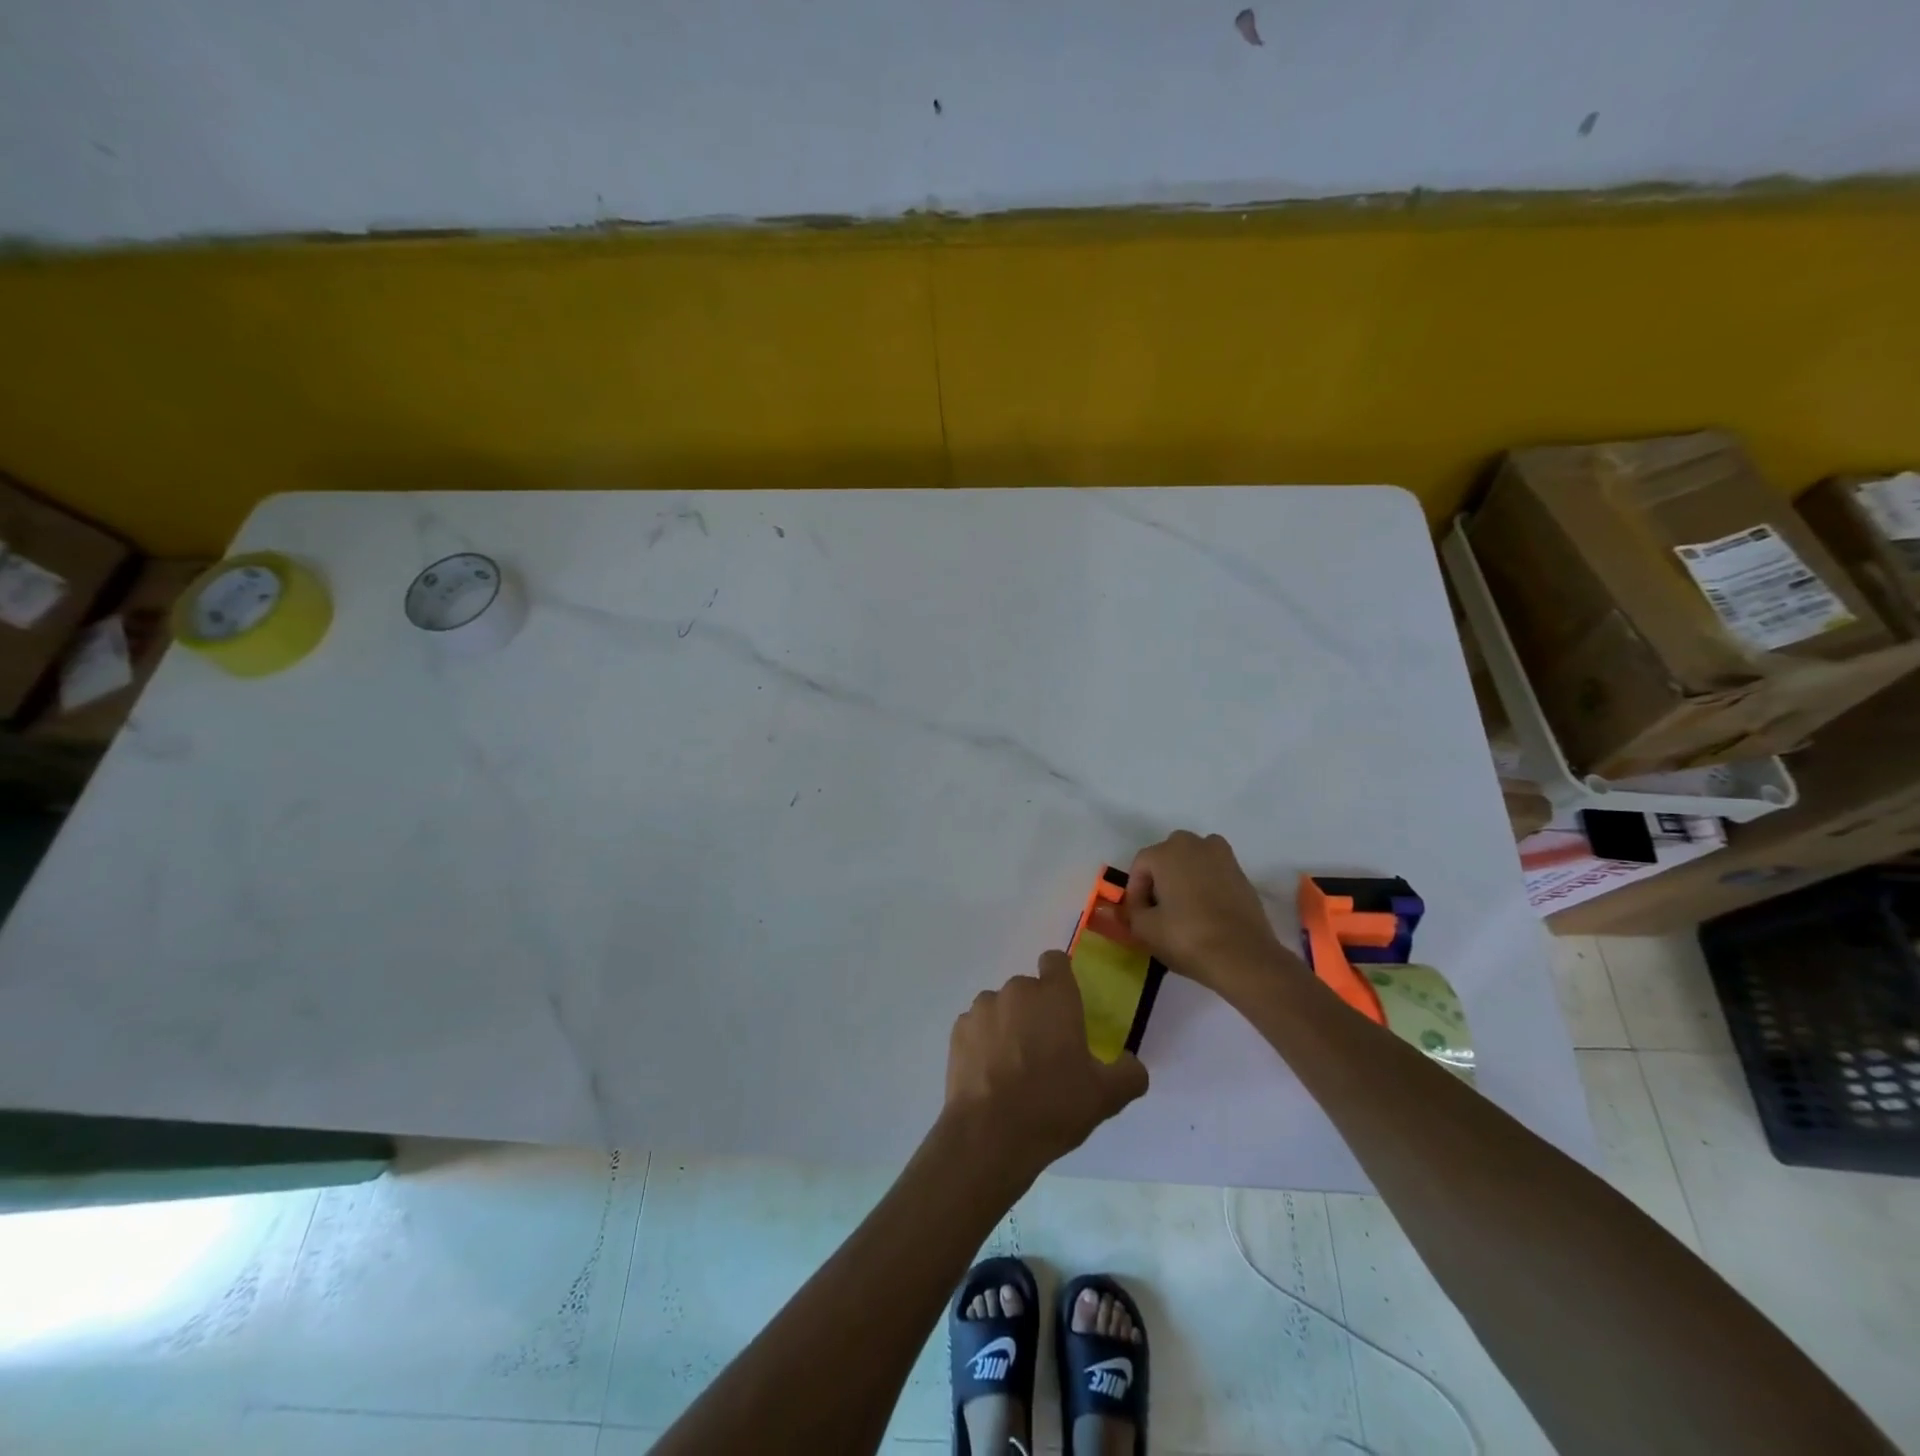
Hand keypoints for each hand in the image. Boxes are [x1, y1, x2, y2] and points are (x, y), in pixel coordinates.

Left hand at [944, 952, 1148, 1176]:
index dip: (1061, 979)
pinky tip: (990, 1076)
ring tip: (1014, 1068)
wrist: (989, 1134)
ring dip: (1008, 1026)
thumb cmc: (1053, 1105)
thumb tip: (1130, 1063)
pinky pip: (977, 1027)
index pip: (1056, 961)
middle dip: (1036, 1012)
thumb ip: (1129, 1073)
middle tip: (1046, 1052)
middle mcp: (1016, 990)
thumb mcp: (1107, 1096)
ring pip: (1001, 1008)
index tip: (1066, 1008)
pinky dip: (983, 1043)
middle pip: (1028, 990)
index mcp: (1054, 996)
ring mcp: (982, 1008)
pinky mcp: (958, 1030)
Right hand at [1124, 830, 1302, 994]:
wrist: (1243, 957)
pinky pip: (1215, 874)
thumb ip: (1131, 912)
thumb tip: (1131, 908)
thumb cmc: (1186, 937)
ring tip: (1183, 908)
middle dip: (1160, 879)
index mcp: (1167, 852)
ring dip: (1184, 878)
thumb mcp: (1144, 929)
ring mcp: (1224, 858)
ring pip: (1194, 862)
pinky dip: (1206, 886)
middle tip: (1158, 909)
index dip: (1135, 891)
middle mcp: (1195, 845)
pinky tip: (1206, 913)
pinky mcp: (1243, 876)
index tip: (1138, 916)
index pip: (1140, 865)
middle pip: (1168, 857)